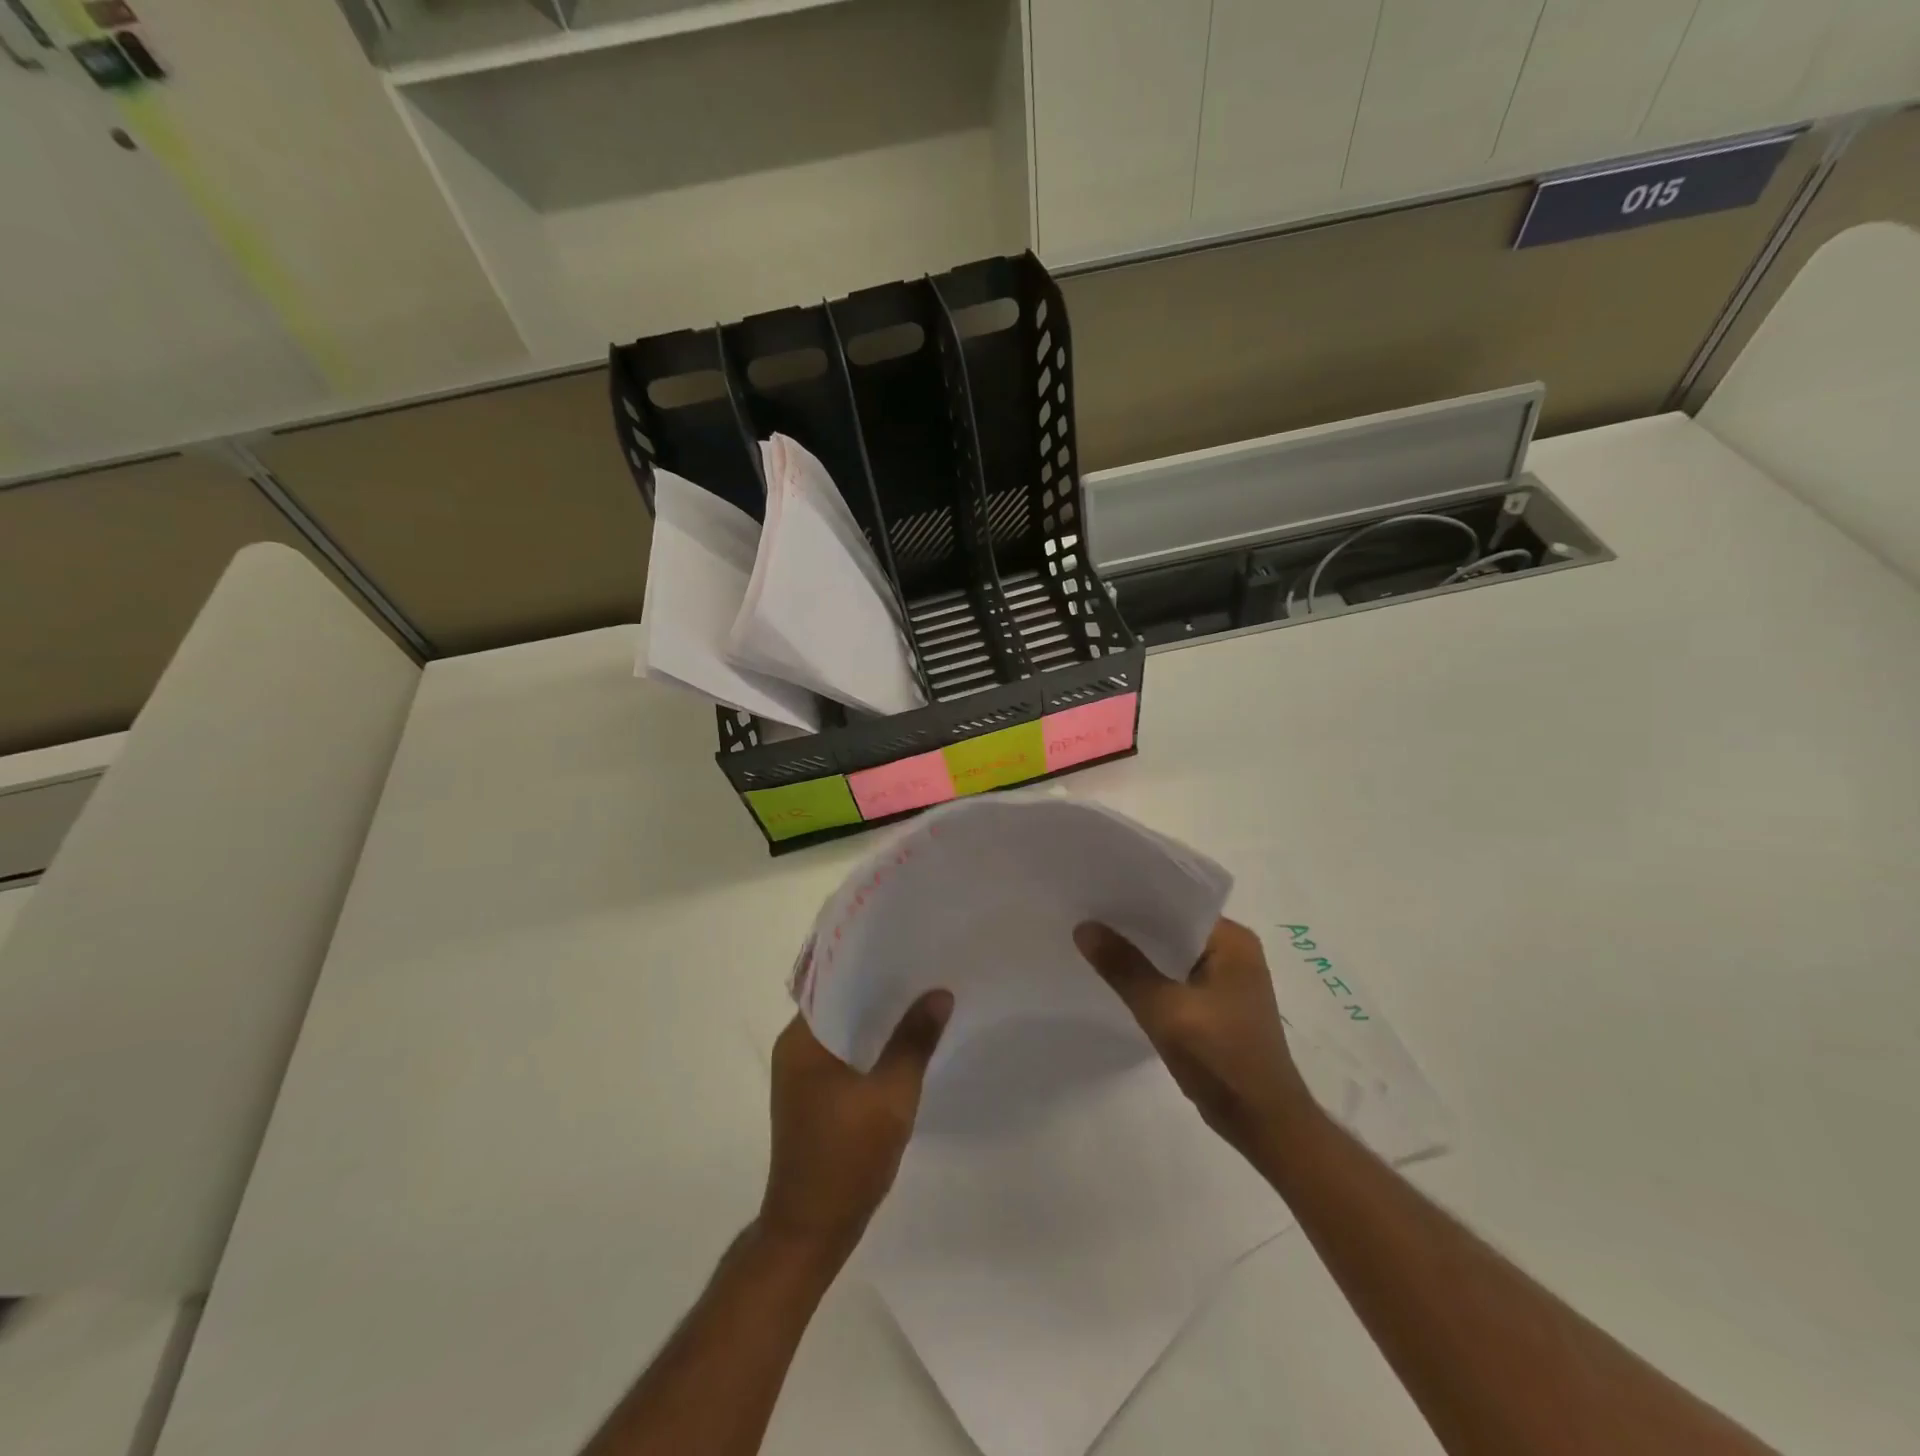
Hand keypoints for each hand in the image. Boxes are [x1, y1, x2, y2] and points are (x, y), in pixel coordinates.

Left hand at [759, 988, 952, 1262]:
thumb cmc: (847, 1158)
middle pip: (840, 1001)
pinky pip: (844, 1052)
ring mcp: (802, 1074)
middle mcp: (795, 1048)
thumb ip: (914, 1041)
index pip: (833, 980)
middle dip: (879, 986)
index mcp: (802, 1040)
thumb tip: (939, 993)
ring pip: (844, 1027)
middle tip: (922, 966)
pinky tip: (903, 1041)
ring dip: (876, 1016)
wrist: (812, 1231)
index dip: (868, 961)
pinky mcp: (814, 1095)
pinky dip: (870, 1043)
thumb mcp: (891, 1097)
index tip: (904, 944)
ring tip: (920, 995)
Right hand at [1074, 918, 1314, 1161]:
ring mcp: (1228, 980)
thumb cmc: (1222, 1059)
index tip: (1096, 891)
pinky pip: (1178, 976)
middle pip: (1174, 926)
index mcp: (1233, 940)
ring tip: (1095, 939)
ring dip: (1141, 951)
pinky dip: (1152, 975)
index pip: (1178, 902)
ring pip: (1173, 953)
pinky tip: (1120, 977)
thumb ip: (1124, 967)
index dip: (1137, 896)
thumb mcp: (1165, 1011)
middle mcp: (1235, 951)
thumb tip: (1084, 927)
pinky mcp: (1219, 1005)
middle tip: (1086, 912)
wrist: (1264, 1124)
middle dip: (1134, 923)